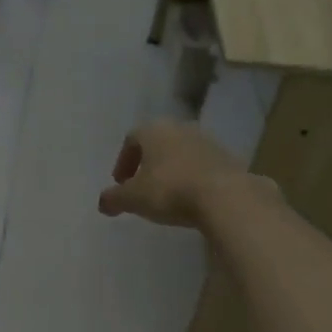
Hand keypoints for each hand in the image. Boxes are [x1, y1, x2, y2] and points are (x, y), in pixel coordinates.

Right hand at [97, 121, 271, 227]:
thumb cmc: (170, 190)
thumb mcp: (133, 199)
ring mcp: (208, 142)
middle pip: (158, 143)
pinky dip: (192, 178)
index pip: (132, 139)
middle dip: (147, 164)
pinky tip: (191, 199)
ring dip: (171, 170)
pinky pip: (202, 166)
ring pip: (181, 153)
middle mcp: (181, 128)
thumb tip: (103, 203)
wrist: (225, 197)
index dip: (123, 160)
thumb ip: (113, 199)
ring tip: (167, 195)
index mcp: (154, 131)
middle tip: (142, 187)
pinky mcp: (229, 159)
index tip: (121, 183)